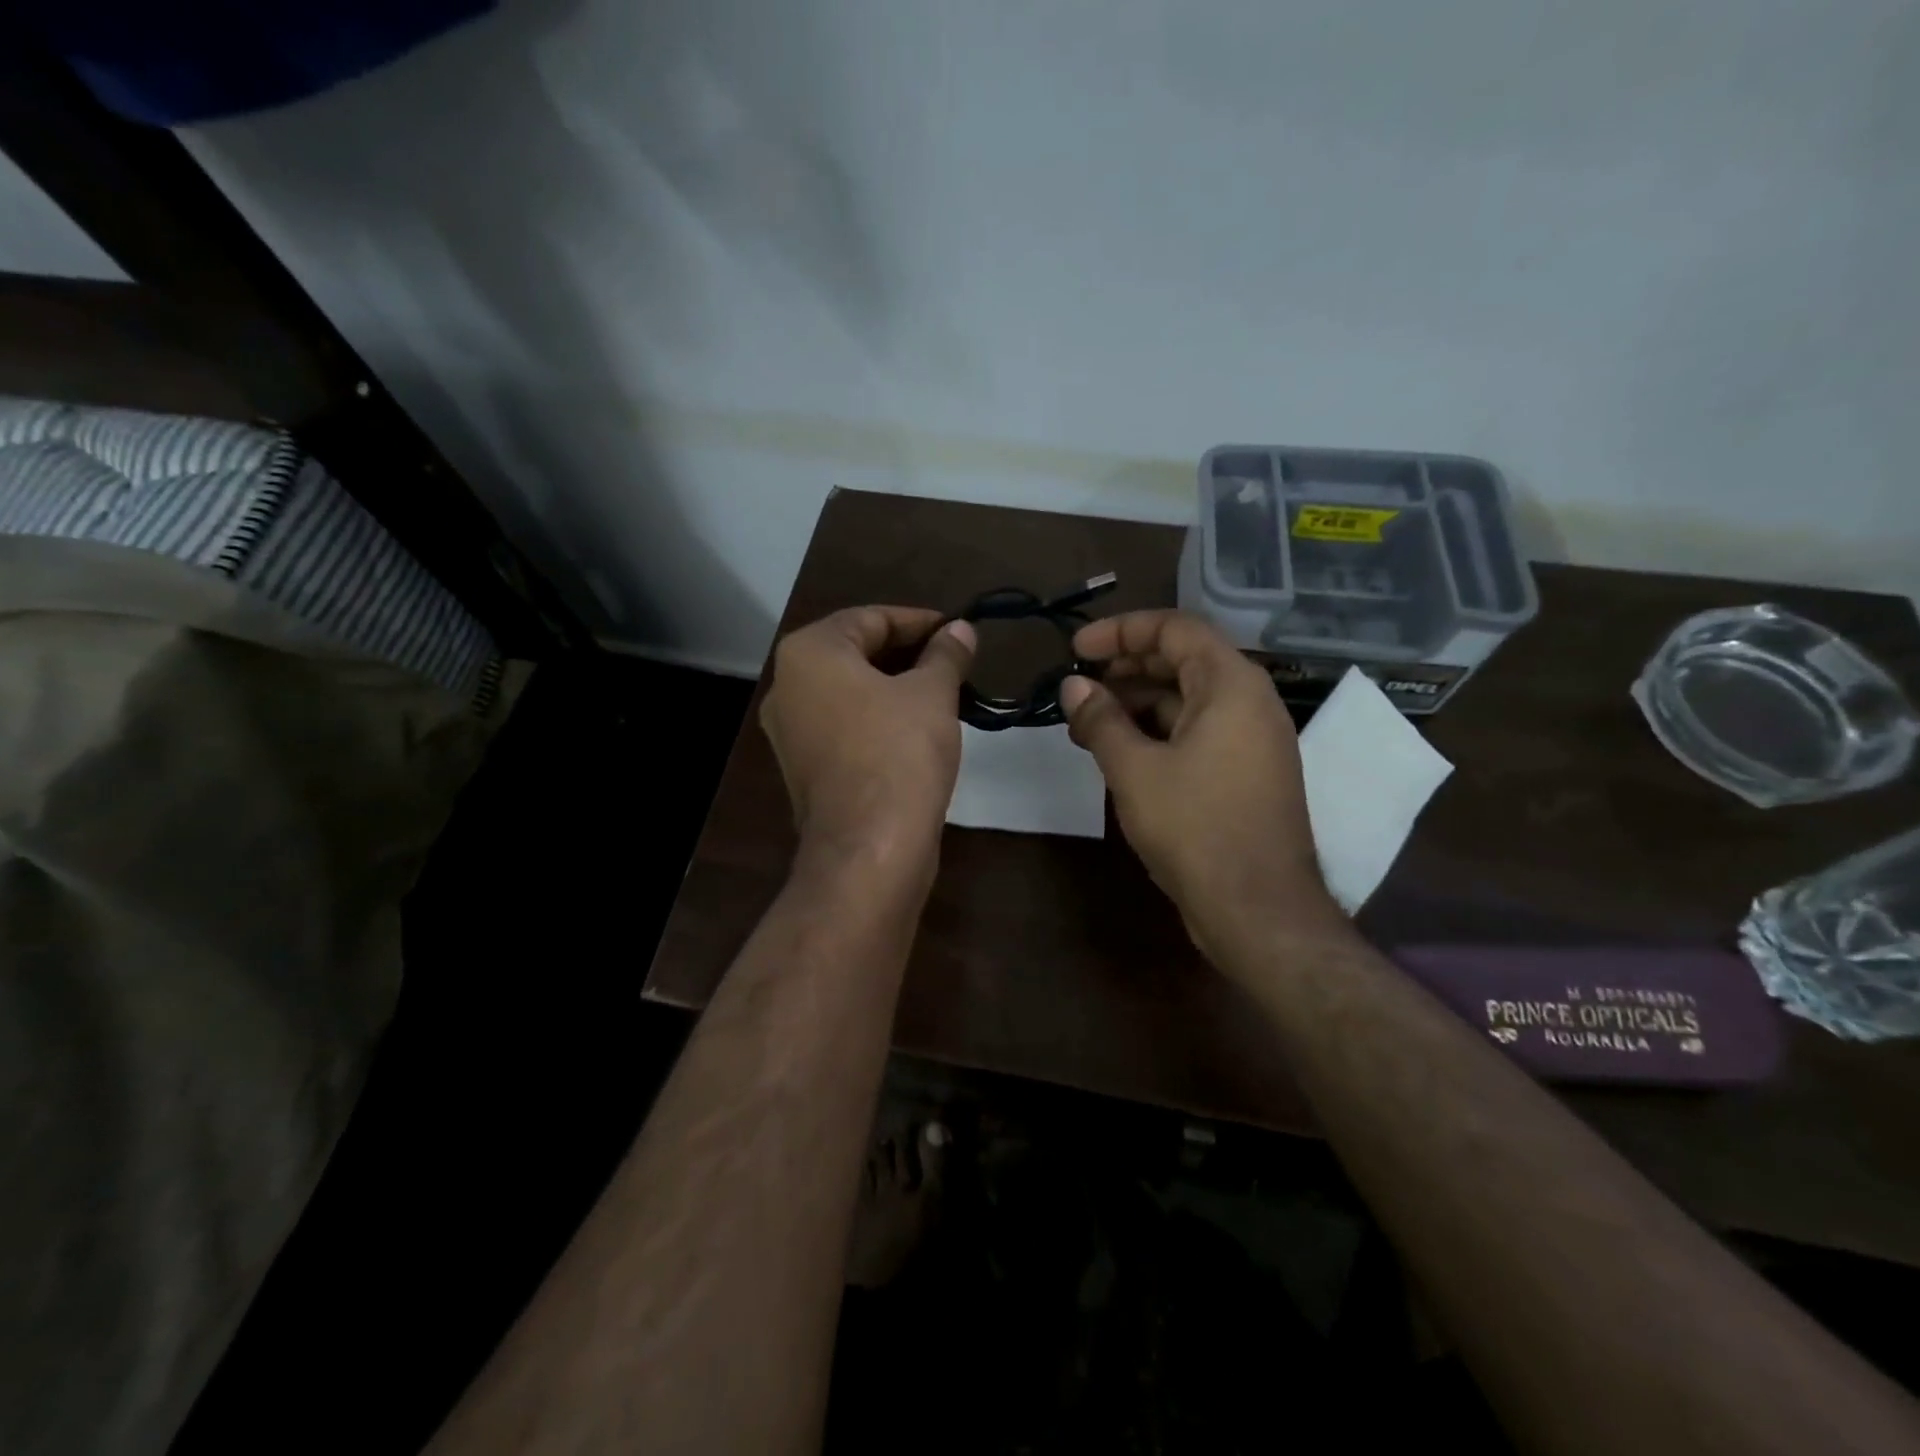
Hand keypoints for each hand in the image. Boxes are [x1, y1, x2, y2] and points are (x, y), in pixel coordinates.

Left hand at [761, 606, 975, 875]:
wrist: (870, 847)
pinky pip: (844, 726)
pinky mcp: (804, 768)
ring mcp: (790, 732)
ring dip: (895, 687)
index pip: (870, 618)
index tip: (957, 631)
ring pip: (850, 692)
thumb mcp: (933, 693)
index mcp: (809, 653)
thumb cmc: (899, 752)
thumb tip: (960, 630)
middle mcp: (787, 686)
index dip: (919, 621)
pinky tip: (916, 728)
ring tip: (944, 692)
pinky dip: (877, 718)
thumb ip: (945, 653)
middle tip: (954, 661)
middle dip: (907, 654)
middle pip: (855, 653)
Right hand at [1059, 610, 1343, 958]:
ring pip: (1186, 700)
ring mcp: (1250, 740)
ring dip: (1136, 704)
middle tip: (1078, 687)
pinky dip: (1156, 733)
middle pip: (1182, 661)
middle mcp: (1249, 702)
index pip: (1175, 628)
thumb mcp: (1134, 769)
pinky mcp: (1244, 773)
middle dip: (1125, 668)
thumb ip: (1100, 720)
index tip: (1076, 649)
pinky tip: (1119, 752)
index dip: (1121, 631)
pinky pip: (1196, 732)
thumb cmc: (1195, 827)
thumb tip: (1073, 686)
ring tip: (1087, 723)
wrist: (1257, 909)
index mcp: (1231, 685)